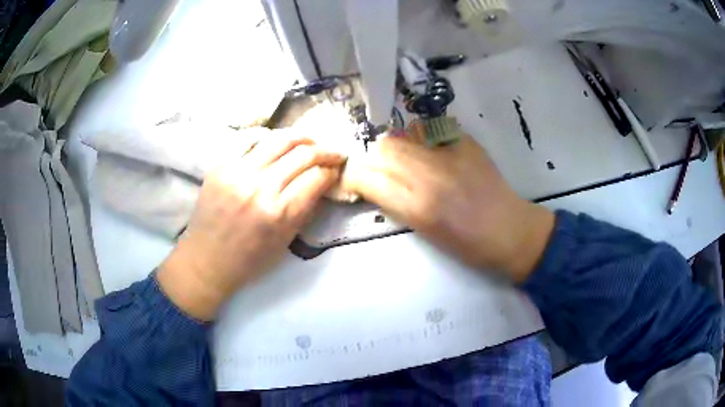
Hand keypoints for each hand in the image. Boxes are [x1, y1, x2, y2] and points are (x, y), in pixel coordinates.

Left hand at [158, 132, 344, 319]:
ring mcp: (237, 173)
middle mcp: (260, 188)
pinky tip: (275, 143)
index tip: (337, 169)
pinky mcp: (220, 165)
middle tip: (332, 153)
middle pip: (303, 154)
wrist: (206, 260)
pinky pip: (248, 139)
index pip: (317, 177)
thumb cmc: (249, 260)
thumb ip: (306, 208)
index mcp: (279, 214)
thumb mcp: (286, 241)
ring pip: (279, 139)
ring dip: (301, 137)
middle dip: (325, 151)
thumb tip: (323, 180)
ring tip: (309, 142)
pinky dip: (267, 138)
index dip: (332, 170)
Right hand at [343, 131, 554, 282]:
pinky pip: (428, 131)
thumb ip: (396, 204)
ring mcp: (449, 154)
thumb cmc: (467, 244)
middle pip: (382, 149)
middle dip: (374, 161)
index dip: (355, 178)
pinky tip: (430, 153)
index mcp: (418, 206)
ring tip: (405, 161)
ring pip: (402, 135)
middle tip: (382, 172)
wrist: (509, 230)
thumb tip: (376, 184)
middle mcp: (430, 175)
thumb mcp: (424, 232)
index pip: (367, 178)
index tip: (357, 182)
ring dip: (395, 149)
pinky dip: (420, 140)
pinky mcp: (465, 142)